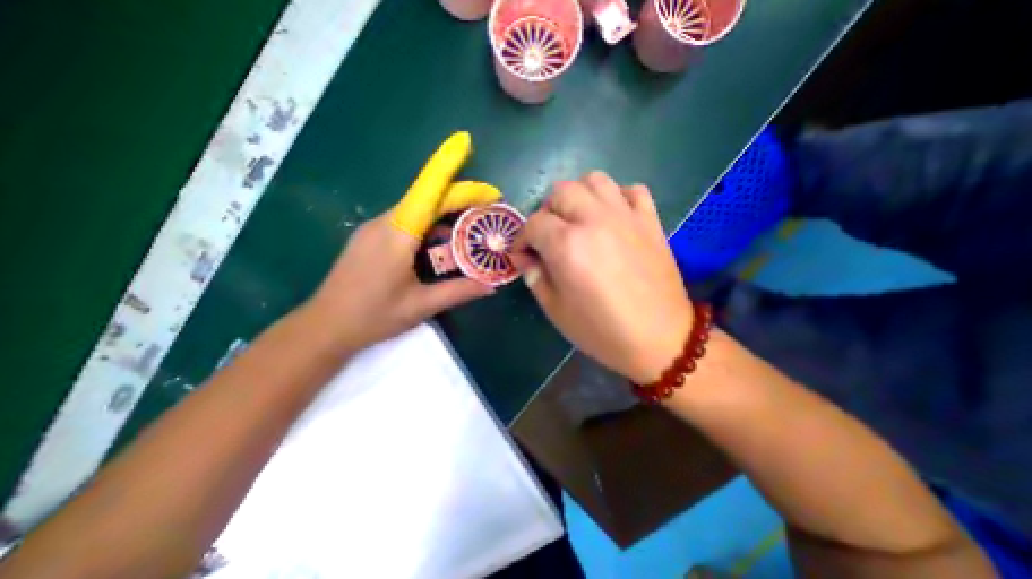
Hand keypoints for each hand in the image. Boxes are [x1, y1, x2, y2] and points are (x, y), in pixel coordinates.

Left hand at [306, 134, 498, 349]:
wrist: (325, 327)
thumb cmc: (373, 316)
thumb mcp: (422, 306)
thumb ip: (459, 292)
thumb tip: (492, 286)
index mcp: (397, 234)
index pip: (430, 192)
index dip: (454, 174)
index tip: (475, 162)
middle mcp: (385, 222)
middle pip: (427, 198)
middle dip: (459, 199)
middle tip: (487, 210)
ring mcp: (374, 228)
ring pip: (417, 211)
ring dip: (445, 216)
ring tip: (468, 234)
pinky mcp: (370, 238)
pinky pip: (406, 222)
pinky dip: (429, 226)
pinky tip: (439, 247)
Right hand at [513, 169, 691, 385]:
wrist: (658, 339)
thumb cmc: (600, 330)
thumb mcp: (555, 309)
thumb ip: (534, 276)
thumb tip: (522, 257)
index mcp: (567, 245)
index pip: (533, 223)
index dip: (522, 238)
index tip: (524, 254)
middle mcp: (595, 220)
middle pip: (561, 191)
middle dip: (547, 211)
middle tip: (549, 236)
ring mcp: (626, 216)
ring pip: (595, 180)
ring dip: (579, 195)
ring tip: (578, 219)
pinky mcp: (650, 221)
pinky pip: (632, 190)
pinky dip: (617, 197)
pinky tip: (612, 217)